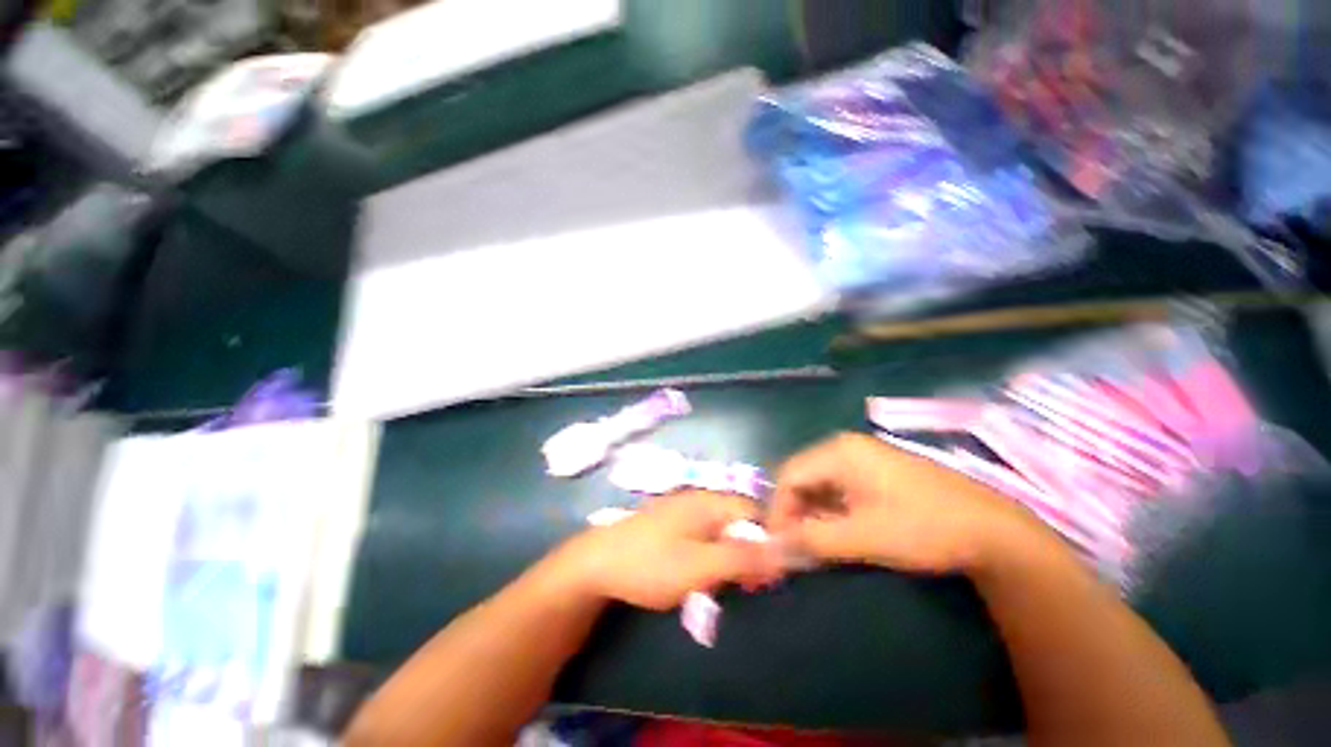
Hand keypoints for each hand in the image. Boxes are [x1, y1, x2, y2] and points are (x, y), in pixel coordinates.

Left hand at [554, 491, 784, 610]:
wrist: (596, 563)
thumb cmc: (651, 563)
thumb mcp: (701, 565)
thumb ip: (742, 557)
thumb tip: (783, 552)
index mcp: (708, 502)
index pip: (753, 512)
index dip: (767, 541)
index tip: (768, 575)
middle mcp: (698, 500)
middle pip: (737, 522)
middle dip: (747, 552)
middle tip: (745, 586)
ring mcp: (681, 511)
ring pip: (719, 531)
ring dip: (727, 557)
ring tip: (721, 585)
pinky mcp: (669, 525)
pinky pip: (701, 536)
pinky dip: (708, 556)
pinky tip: (698, 576)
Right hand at [769, 433, 1045, 574]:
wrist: (993, 531)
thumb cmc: (924, 528)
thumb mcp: (863, 537)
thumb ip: (812, 539)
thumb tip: (772, 547)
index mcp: (838, 452)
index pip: (788, 475)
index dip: (778, 510)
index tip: (780, 545)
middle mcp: (845, 448)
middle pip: (801, 477)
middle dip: (793, 512)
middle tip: (795, 548)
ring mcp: (862, 458)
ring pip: (819, 484)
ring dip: (811, 514)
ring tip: (814, 545)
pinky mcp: (876, 473)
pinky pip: (838, 489)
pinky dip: (830, 511)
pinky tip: (836, 533)